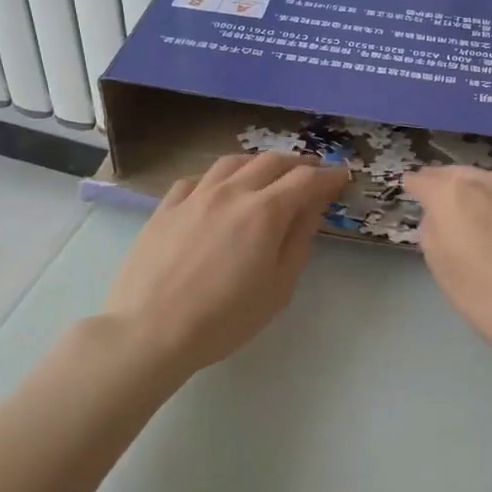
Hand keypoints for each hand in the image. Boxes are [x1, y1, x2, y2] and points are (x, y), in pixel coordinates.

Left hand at [101, 153, 348, 380]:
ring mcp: (194, 196)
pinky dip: (218, 176)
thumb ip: (299, 241)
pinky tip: (218, 188)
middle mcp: (231, 192)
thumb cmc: (224, 318)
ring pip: (232, 162)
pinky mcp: (166, 207)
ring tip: (267, 173)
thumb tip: (312, 208)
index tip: (341, 177)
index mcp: (265, 212)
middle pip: (270, 162)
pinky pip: (197, 178)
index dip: (328, 176)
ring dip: (258, 163)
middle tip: (311, 173)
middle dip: (297, 164)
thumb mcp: (278, 287)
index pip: (306, 180)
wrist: (150, 329)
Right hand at [405, 167, 491, 375]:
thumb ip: (434, 237)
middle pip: (456, 176)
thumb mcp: (447, 275)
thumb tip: (438, 218)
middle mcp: (488, 181)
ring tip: (471, 219)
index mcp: (454, 194)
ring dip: (474, 196)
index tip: (409, 191)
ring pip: (487, 185)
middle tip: (437, 205)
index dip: (413, 187)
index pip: (423, 180)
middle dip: (444, 186)